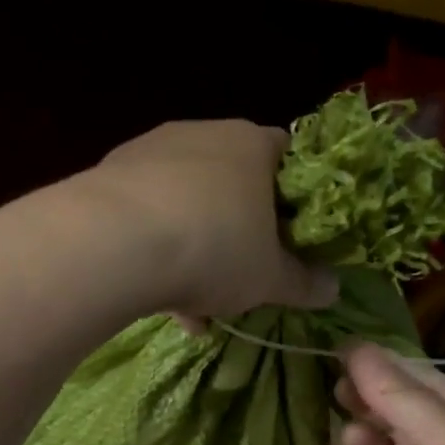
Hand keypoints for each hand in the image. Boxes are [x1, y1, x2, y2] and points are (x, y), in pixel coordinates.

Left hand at [73, 120, 337, 322]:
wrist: (115, 244)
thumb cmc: (216, 249)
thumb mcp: (271, 279)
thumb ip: (305, 283)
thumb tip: (334, 289)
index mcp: (252, 145)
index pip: (287, 154)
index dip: (295, 195)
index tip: (293, 233)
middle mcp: (203, 134)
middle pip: (234, 183)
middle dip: (241, 232)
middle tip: (244, 275)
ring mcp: (151, 151)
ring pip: (187, 204)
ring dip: (197, 252)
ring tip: (198, 310)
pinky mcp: (110, 175)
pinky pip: (148, 215)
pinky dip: (158, 252)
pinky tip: (160, 301)